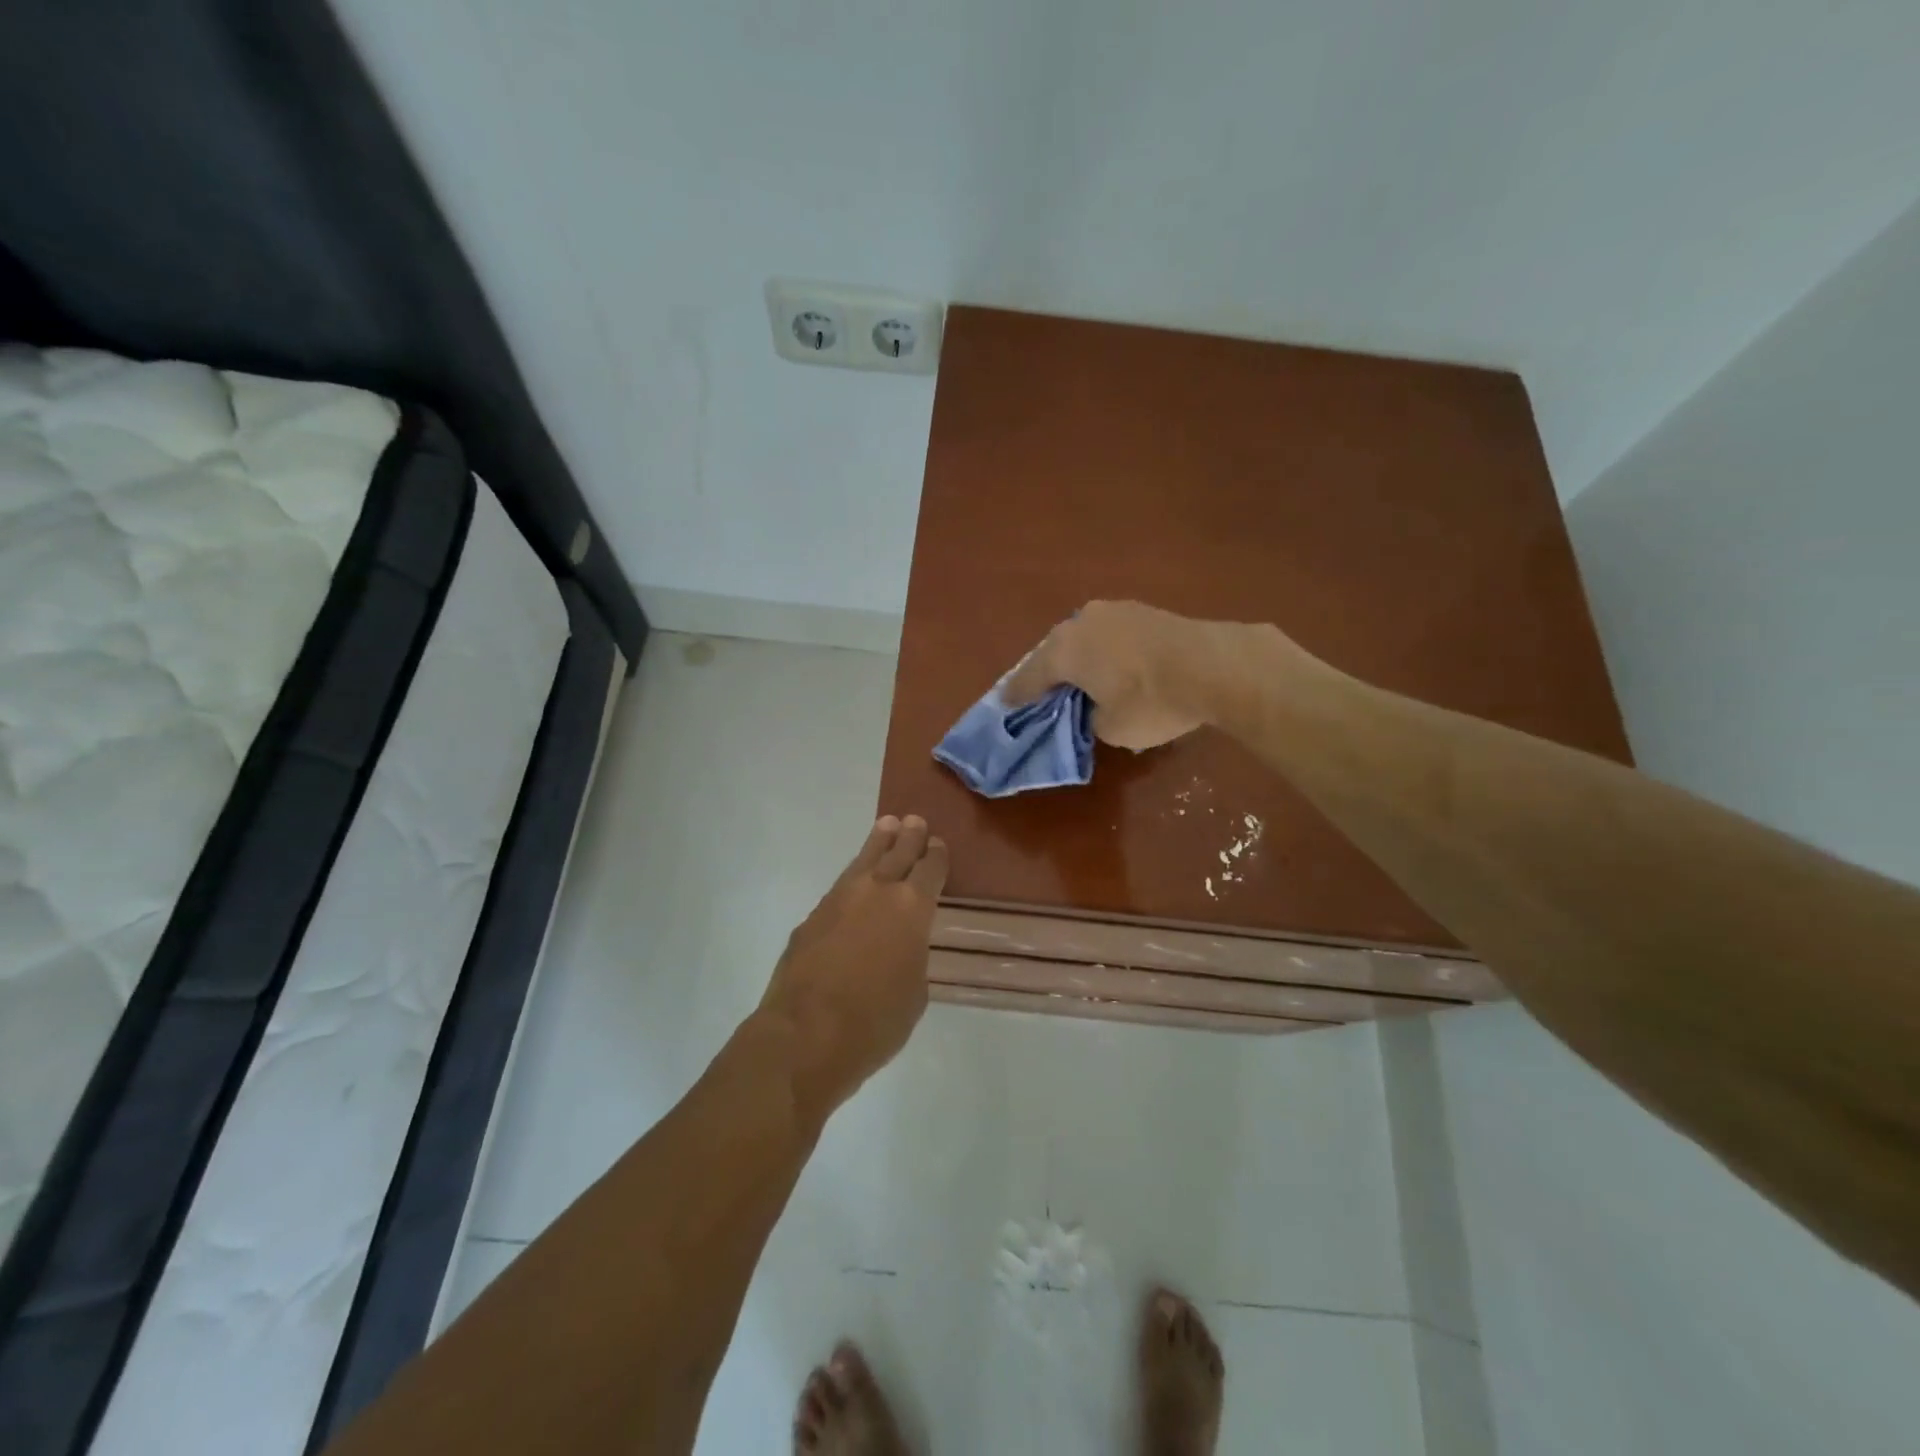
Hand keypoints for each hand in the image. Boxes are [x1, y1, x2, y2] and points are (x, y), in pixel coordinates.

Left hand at [759, 815, 947, 1121]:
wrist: (805, 1035)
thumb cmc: (874, 1022)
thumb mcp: (914, 993)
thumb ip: (912, 957)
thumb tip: (902, 947)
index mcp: (912, 908)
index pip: (930, 870)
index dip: (936, 856)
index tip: (938, 844)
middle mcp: (876, 892)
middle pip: (897, 853)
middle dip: (909, 837)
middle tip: (915, 821)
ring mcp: (839, 900)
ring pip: (864, 860)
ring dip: (878, 843)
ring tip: (886, 825)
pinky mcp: (812, 916)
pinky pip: (840, 885)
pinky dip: (854, 876)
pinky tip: (855, 879)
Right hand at [1002, 601, 1214, 750]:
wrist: (1213, 667)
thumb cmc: (1150, 702)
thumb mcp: (1111, 728)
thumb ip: (1090, 717)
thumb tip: (1096, 707)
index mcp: (1063, 650)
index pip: (1029, 677)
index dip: (1017, 696)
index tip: (1006, 706)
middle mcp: (1081, 622)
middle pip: (1054, 652)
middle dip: (1048, 673)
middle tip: (1043, 694)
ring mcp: (1115, 611)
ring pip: (1084, 640)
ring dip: (1079, 659)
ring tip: (1079, 680)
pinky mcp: (1144, 611)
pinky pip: (1110, 636)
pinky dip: (1105, 653)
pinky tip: (1112, 667)